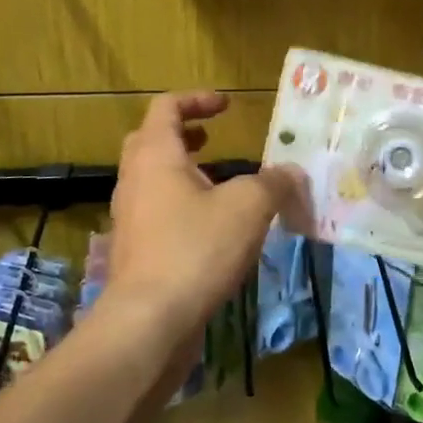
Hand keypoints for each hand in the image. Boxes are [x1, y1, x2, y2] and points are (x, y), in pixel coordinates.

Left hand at [108, 91, 302, 341]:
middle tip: (212, 139)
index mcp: (155, 156)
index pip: (166, 107)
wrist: (148, 323)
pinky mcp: (135, 252)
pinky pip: (156, 214)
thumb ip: (274, 182)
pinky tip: (213, 229)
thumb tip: (293, 172)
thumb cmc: (196, 249)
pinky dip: (181, 206)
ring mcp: (130, 218)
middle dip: (183, 134)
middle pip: (150, 141)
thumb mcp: (248, 207)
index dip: (197, 99)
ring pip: (152, 180)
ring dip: (183, 173)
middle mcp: (134, 180)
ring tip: (219, 184)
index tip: (226, 106)